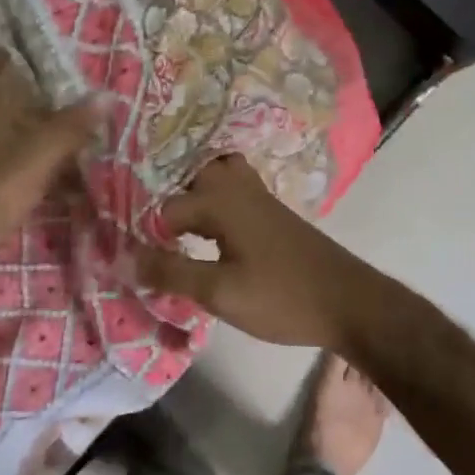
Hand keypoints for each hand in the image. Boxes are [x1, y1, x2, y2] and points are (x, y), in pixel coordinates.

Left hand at [0, 51, 99, 287]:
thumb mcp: (33, 159)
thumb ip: (69, 129)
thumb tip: (106, 94)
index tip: (16, 49)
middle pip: (5, 113)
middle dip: (37, 104)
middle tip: (76, 100)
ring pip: (15, 148)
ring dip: (45, 144)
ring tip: (86, 144)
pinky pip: (19, 180)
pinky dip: (43, 180)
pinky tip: (69, 192)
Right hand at [134, 154, 407, 351]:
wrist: (349, 301)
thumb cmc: (282, 297)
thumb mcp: (219, 292)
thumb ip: (171, 272)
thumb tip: (125, 258)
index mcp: (220, 200)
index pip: (164, 208)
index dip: (143, 231)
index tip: (128, 254)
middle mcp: (237, 188)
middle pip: (192, 173)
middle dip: (166, 194)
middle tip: (146, 228)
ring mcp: (259, 197)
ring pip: (216, 175)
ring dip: (193, 192)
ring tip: (172, 224)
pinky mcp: (272, 213)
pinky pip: (233, 190)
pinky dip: (214, 200)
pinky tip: (207, 231)